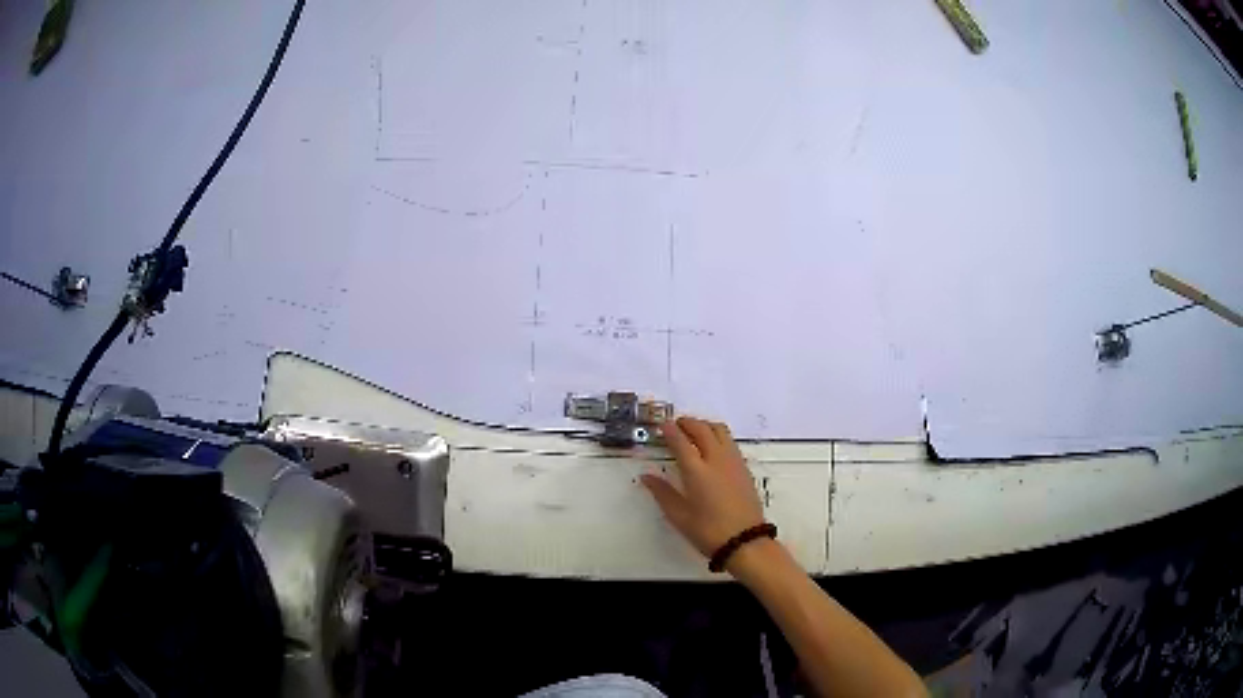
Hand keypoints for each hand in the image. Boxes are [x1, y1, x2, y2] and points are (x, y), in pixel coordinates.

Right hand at [641, 417, 765, 561]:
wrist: (745, 541)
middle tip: (676, 425)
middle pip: (702, 429)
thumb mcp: (679, 516)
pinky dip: (718, 436)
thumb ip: (662, 493)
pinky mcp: (744, 468)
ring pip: (720, 430)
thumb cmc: (708, 531)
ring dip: (705, 426)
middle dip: (688, 423)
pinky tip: (712, 448)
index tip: (662, 425)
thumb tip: (647, 477)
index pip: (681, 441)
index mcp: (697, 471)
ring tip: (694, 432)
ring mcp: (733, 462)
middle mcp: (716, 460)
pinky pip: (730, 442)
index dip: (670, 430)